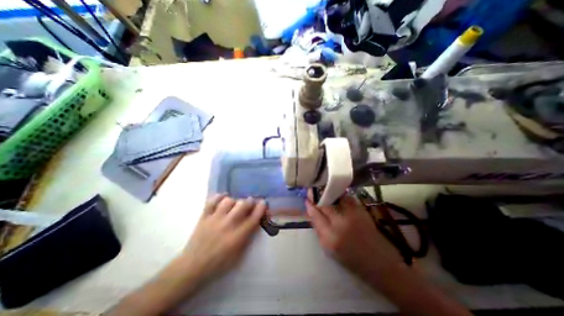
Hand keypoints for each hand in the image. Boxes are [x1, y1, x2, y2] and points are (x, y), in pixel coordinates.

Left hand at [181, 195, 268, 280]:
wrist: (193, 267)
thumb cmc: (219, 263)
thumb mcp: (239, 254)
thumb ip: (248, 236)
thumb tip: (255, 222)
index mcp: (238, 236)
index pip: (254, 217)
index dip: (261, 207)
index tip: (263, 202)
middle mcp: (228, 224)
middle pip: (243, 205)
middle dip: (250, 201)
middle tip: (250, 202)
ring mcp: (215, 219)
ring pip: (229, 200)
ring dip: (235, 201)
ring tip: (235, 204)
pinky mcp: (204, 216)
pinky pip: (212, 201)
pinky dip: (219, 197)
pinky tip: (224, 197)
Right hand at [307, 194, 403, 277]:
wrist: (381, 264)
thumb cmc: (352, 260)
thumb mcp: (329, 249)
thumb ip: (319, 229)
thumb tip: (313, 213)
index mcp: (330, 238)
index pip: (315, 215)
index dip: (310, 205)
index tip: (307, 199)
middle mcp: (340, 224)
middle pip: (324, 204)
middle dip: (317, 196)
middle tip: (313, 191)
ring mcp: (352, 216)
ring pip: (336, 198)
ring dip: (328, 193)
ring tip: (324, 191)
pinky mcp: (362, 211)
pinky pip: (347, 198)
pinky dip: (340, 196)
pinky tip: (338, 196)